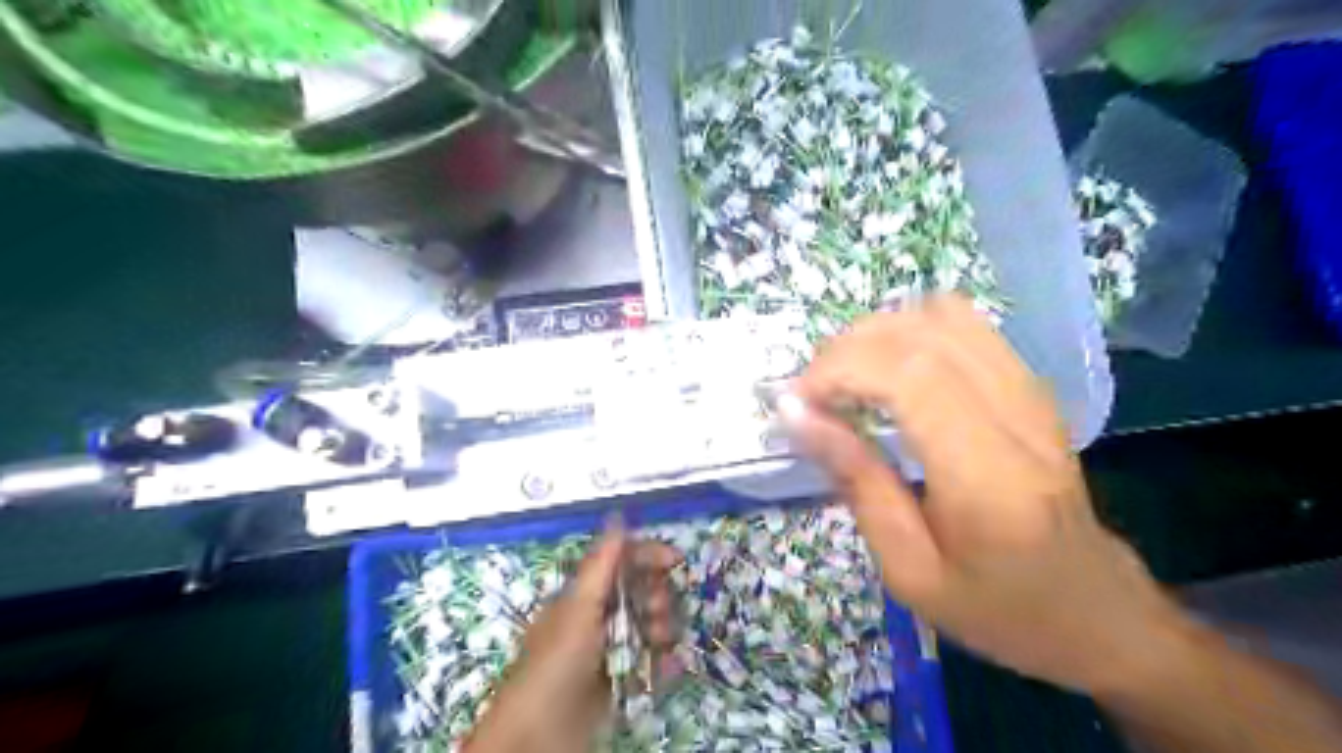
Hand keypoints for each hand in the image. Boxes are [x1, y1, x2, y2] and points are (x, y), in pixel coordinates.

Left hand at [467, 528, 682, 751]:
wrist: (540, 736)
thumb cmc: (557, 661)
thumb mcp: (579, 607)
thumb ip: (602, 564)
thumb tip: (617, 516)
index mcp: (584, 595)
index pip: (621, 563)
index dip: (647, 556)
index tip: (675, 559)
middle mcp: (598, 618)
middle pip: (639, 594)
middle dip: (657, 596)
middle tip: (658, 611)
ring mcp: (610, 651)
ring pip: (649, 628)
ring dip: (663, 628)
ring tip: (662, 641)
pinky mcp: (620, 682)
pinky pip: (650, 664)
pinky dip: (664, 662)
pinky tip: (671, 665)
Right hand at [788, 295, 1183, 693]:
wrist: (1098, 612)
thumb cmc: (998, 608)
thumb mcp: (910, 569)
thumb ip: (857, 482)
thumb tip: (797, 416)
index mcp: (987, 477)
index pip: (910, 377)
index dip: (840, 370)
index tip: (798, 402)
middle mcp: (1018, 417)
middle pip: (922, 334)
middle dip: (848, 348)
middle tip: (812, 392)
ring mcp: (1033, 393)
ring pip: (944, 316)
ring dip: (878, 333)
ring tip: (845, 376)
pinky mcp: (1032, 386)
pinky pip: (966, 326)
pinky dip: (911, 332)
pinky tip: (888, 370)